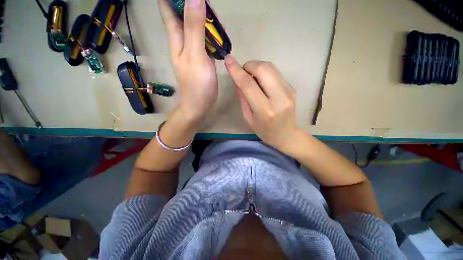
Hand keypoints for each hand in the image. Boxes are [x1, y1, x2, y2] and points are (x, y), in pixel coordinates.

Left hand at [158, 0, 217, 122]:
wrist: (200, 103)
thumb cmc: (196, 83)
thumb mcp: (195, 55)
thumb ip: (194, 28)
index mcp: (177, 37)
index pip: (169, 9)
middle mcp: (183, 41)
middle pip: (185, 15)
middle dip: (194, 5)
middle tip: (209, 4)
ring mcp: (194, 50)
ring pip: (197, 27)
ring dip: (206, 19)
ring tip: (218, 18)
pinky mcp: (203, 58)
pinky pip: (206, 41)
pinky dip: (213, 35)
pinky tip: (221, 34)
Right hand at [225, 56, 304, 152]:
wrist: (287, 134)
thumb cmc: (264, 130)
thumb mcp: (248, 118)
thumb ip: (242, 97)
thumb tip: (237, 79)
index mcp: (264, 110)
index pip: (248, 84)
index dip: (236, 71)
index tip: (228, 60)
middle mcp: (279, 98)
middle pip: (263, 69)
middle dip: (249, 65)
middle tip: (243, 73)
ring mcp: (288, 91)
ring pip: (270, 67)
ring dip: (257, 67)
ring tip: (252, 77)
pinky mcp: (292, 87)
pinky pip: (275, 72)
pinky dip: (265, 72)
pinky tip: (262, 82)